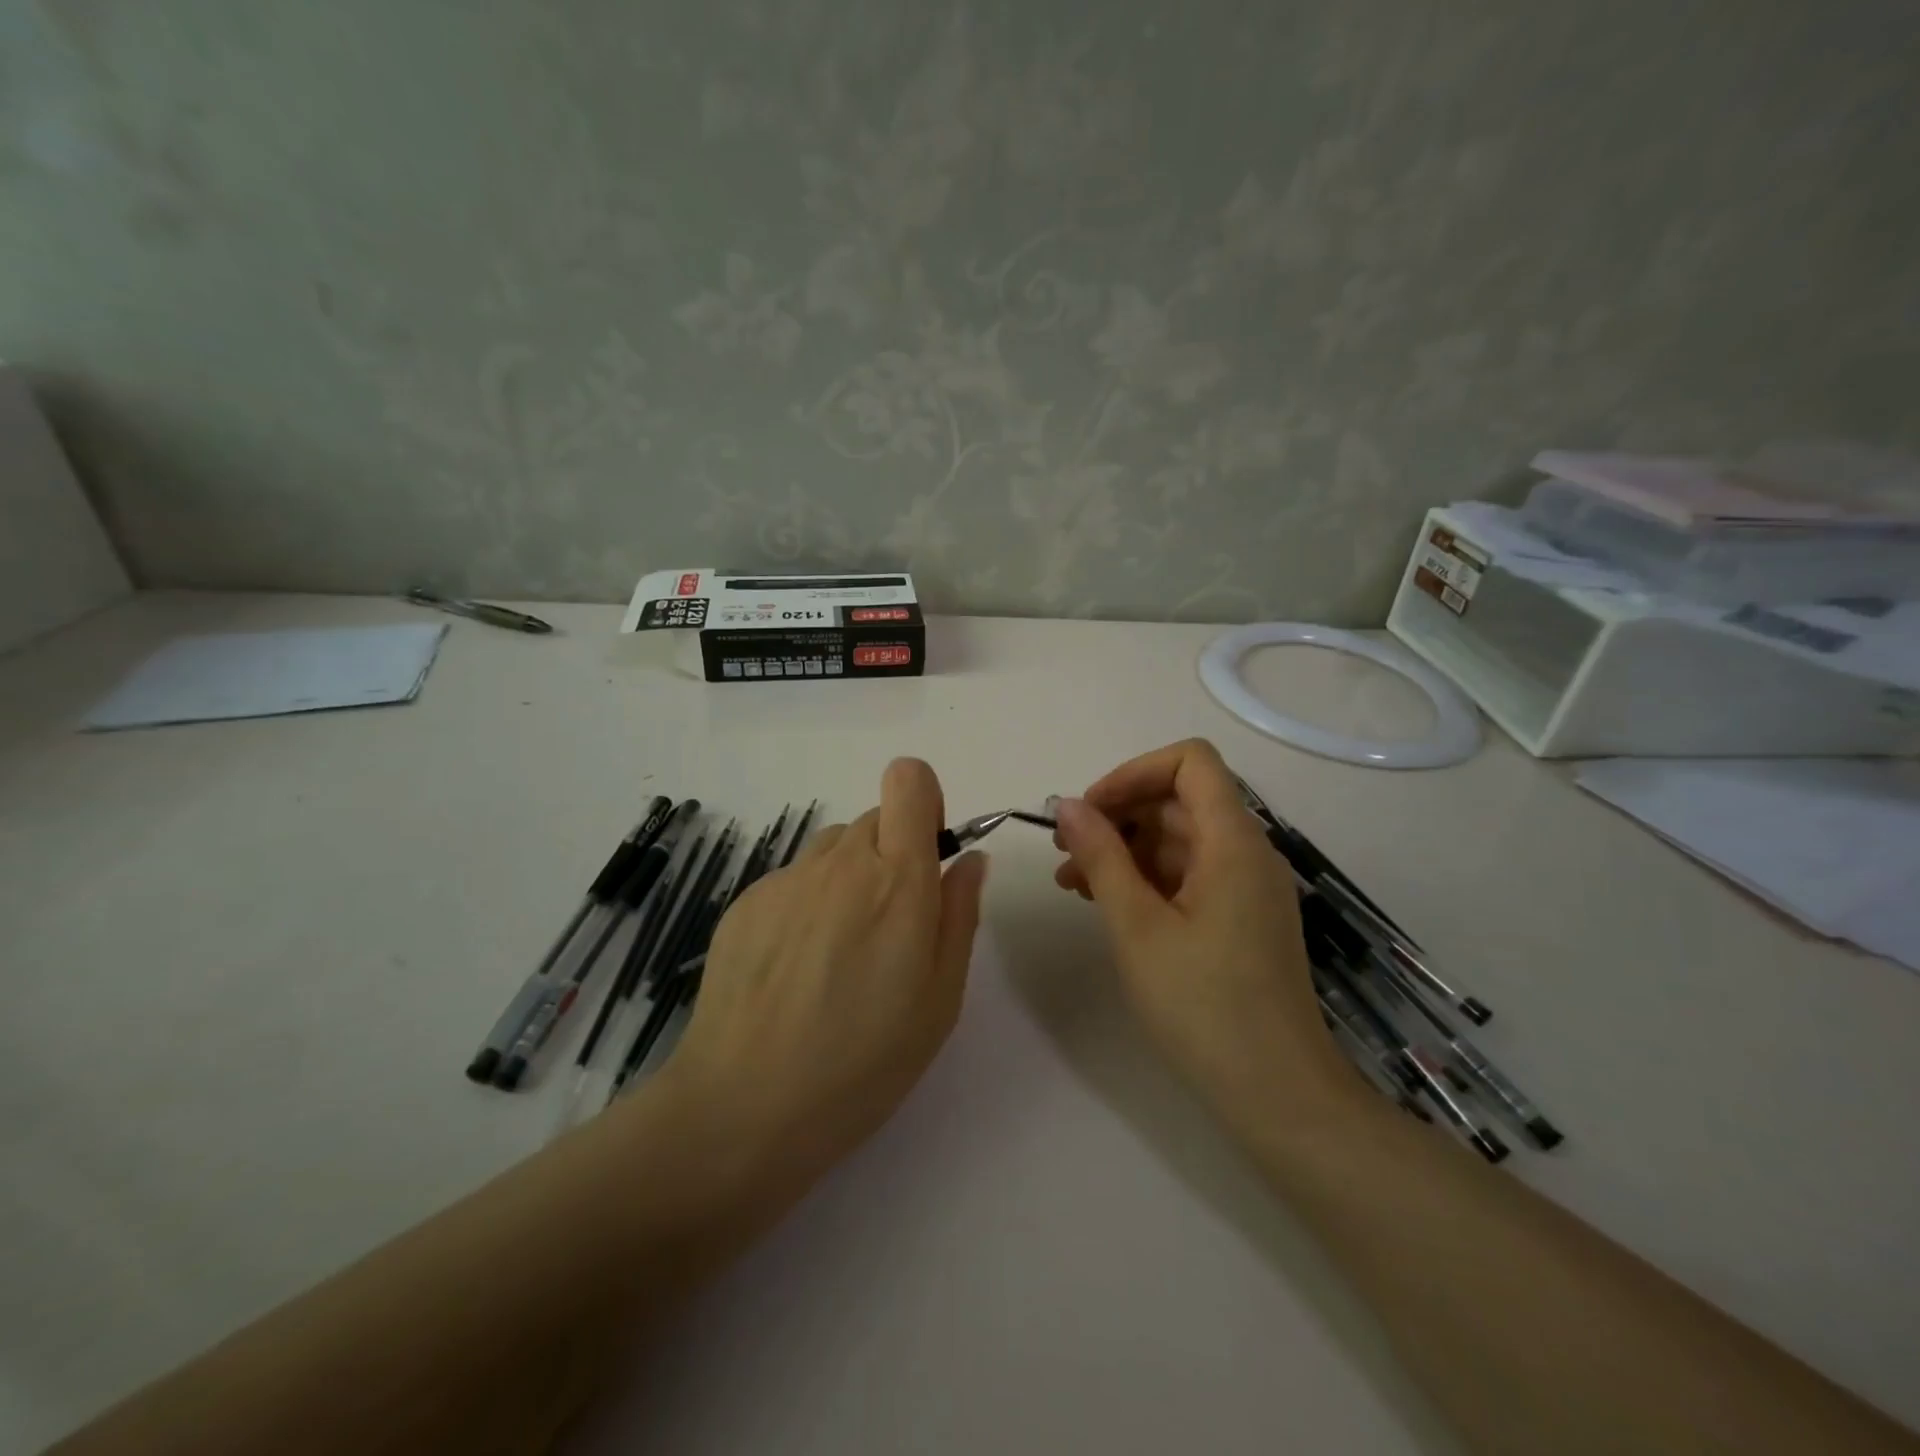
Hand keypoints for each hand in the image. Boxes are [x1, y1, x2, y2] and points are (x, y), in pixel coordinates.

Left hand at [662, 758, 988, 1186]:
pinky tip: (795, 968)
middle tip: (888, 928)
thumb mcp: (940, 998)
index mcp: (896, 879)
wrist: (744, 1107)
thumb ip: (959, 914)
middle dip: (891, 854)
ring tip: (838, 952)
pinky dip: (806, 904)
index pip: (908, 780)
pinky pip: (793, 880)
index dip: (924, 804)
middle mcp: (839, 861)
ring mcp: (786, 879)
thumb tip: (969, 858)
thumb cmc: (864, 1060)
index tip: (926, 855)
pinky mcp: (745, 901)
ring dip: (848, 877)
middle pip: (874, 818)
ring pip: (832, 848)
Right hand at [1052, 739, 1350, 1128]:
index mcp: (1233, 842)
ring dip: (1124, 849)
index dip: (1134, 772)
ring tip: (1072, 882)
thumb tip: (1067, 806)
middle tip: (1064, 850)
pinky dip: (1145, 878)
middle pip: (1179, 800)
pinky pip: (1187, 874)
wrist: (1276, 1094)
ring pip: (1178, 839)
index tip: (1089, 811)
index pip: (1190, 762)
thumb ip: (1101, 857)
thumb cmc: (1203, 1005)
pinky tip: (1105, 903)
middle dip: (1118, 815)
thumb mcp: (1137, 926)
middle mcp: (1246, 852)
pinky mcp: (1239, 917)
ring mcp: (1245, 887)